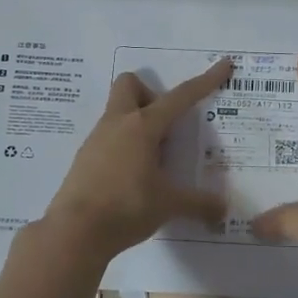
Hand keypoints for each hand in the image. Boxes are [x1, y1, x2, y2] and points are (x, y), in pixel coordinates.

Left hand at [41, 58, 232, 260]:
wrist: (74, 233)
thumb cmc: (126, 208)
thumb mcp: (168, 205)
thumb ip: (198, 204)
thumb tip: (223, 211)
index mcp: (142, 126)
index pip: (180, 97)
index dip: (204, 81)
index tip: (223, 65)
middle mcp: (117, 124)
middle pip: (130, 85)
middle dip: (150, 95)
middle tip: (165, 127)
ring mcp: (96, 140)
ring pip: (118, 113)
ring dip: (138, 125)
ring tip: (154, 160)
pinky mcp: (84, 159)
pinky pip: (108, 138)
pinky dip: (124, 147)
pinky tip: (133, 176)